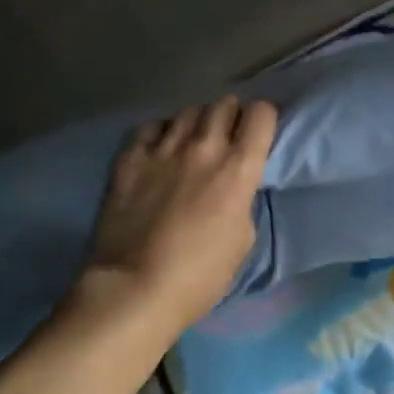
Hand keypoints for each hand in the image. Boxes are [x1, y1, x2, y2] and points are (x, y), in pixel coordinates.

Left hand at [84, 95, 276, 331]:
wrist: (134, 290)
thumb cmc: (199, 276)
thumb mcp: (242, 239)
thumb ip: (242, 199)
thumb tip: (233, 186)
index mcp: (238, 168)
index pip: (261, 114)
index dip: (262, 119)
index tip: (257, 135)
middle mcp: (204, 147)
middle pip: (224, 103)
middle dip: (229, 116)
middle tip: (225, 137)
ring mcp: (164, 149)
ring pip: (188, 111)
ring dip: (196, 123)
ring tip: (191, 143)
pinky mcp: (130, 158)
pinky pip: (151, 126)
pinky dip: (160, 133)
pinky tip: (159, 151)